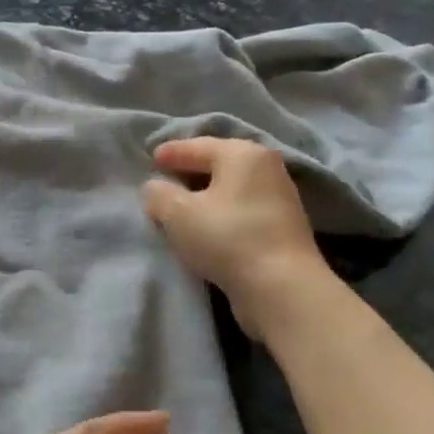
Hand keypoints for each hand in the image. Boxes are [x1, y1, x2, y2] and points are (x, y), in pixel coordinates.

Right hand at [141, 137, 331, 329]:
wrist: (281, 287)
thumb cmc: (226, 238)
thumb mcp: (177, 213)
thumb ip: (158, 194)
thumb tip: (156, 188)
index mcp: (242, 154)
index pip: (197, 146)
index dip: (171, 152)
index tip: (151, 158)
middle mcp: (266, 168)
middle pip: (218, 164)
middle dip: (189, 172)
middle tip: (164, 181)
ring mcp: (279, 198)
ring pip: (230, 189)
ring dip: (206, 196)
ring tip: (181, 207)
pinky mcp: (283, 227)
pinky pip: (241, 210)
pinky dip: (221, 213)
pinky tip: (207, 227)